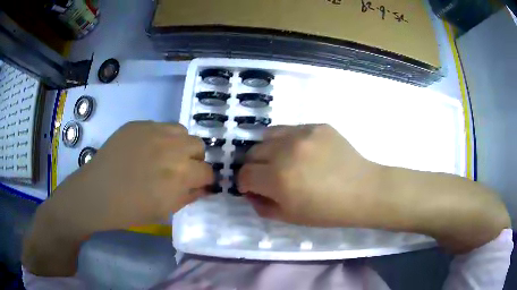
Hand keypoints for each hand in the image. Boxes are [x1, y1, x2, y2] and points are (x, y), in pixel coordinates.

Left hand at [24, 121, 212, 275]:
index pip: (207, 171)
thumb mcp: (165, 211)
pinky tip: (146, 149)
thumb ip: (188, 197)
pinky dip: (161, 138)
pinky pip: (160, 126)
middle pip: (198, 145)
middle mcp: (171, 147)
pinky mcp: (138, 124)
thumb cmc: (130, 209)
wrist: (97, 193)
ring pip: (182, 131)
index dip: (204, 179)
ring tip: (165, 156)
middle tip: (180, 170)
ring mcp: (153, 131)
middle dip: (194, 159)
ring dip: (180, 145)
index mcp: (180, 174)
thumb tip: (203, 187)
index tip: (197, 184)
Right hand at [239, 124, 382, 226]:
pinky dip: (289, 141)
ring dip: (268, 149)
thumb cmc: (327, 211)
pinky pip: (291, 129)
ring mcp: (303, 134)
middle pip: (252, 152)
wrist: (363, 191)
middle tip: (267, 175)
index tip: (252, 187)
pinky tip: (303, 152)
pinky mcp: (317, 125)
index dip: (245, 183)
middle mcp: (285, 151)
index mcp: (277, 179)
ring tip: (281, 159)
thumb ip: (262, 206)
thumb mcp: (289, 217)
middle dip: (254, 166)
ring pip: (268, 135)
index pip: (244, 174)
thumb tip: (250, 192)